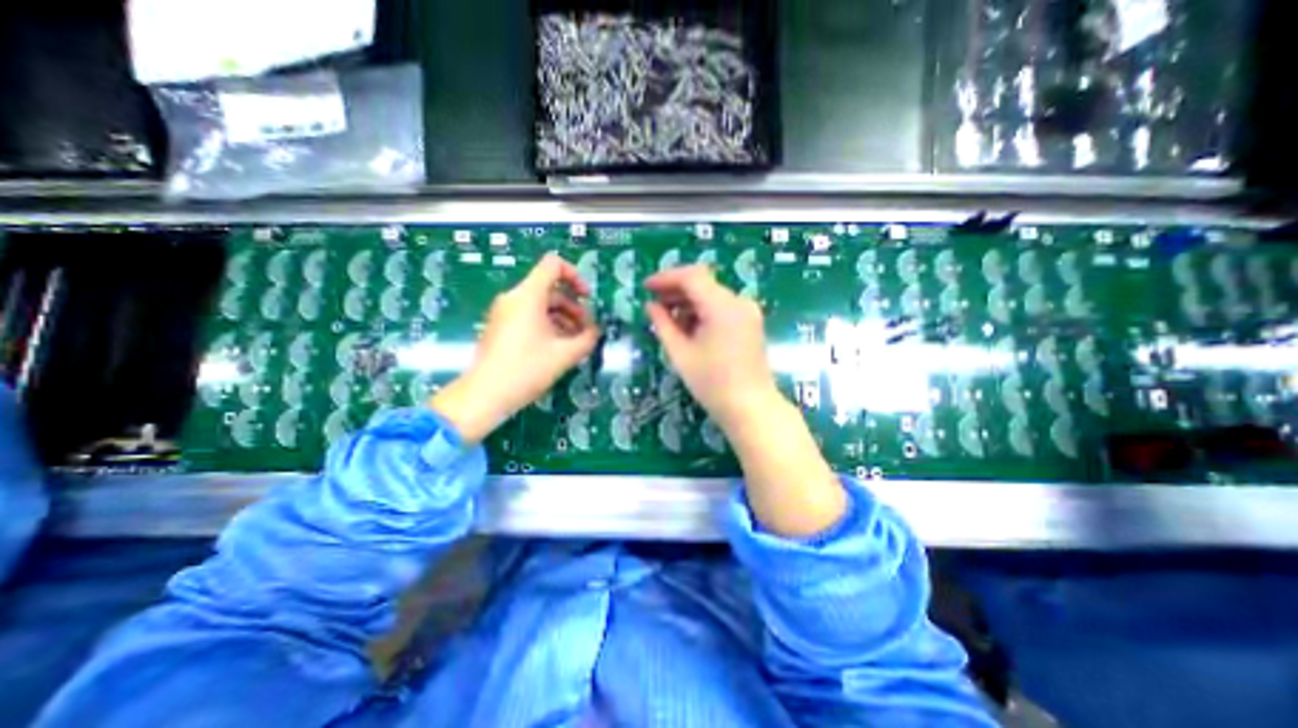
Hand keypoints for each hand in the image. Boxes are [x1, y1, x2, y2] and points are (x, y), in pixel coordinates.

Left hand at [433, 257, 600, 443]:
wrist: (485, 394)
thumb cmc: (527, 369)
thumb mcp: (565, 354)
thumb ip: (587, 339)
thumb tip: (596, 331)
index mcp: (528, 295)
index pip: (553, 264)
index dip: (575, 276)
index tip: (587, 299)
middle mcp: (514, 297)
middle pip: (550, 289)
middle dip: (573, 307)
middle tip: (586, 330)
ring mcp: (504, 312)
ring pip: (540, 305)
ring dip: (562, 319)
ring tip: (575, 343)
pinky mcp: (500, 327)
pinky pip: (528, 317)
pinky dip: (547, 325)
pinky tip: (557, 348)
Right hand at [646, 265, 780, 431]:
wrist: (751, 408)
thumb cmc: (712, 384)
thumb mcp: (681, 354)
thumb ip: (663, 325)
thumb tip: (651, 306)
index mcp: (722, 307)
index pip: (692, 276)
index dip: (666, 277)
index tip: (646, 287)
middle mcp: (738, 302)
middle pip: (703, 283)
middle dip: (675, 289)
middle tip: (653, 303)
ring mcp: (747, 311)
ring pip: (712, 294)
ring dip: (688, 301)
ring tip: (667, 318)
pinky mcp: (750, 322)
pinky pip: (722, 307)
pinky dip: (703, 311)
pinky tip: (688, 326)